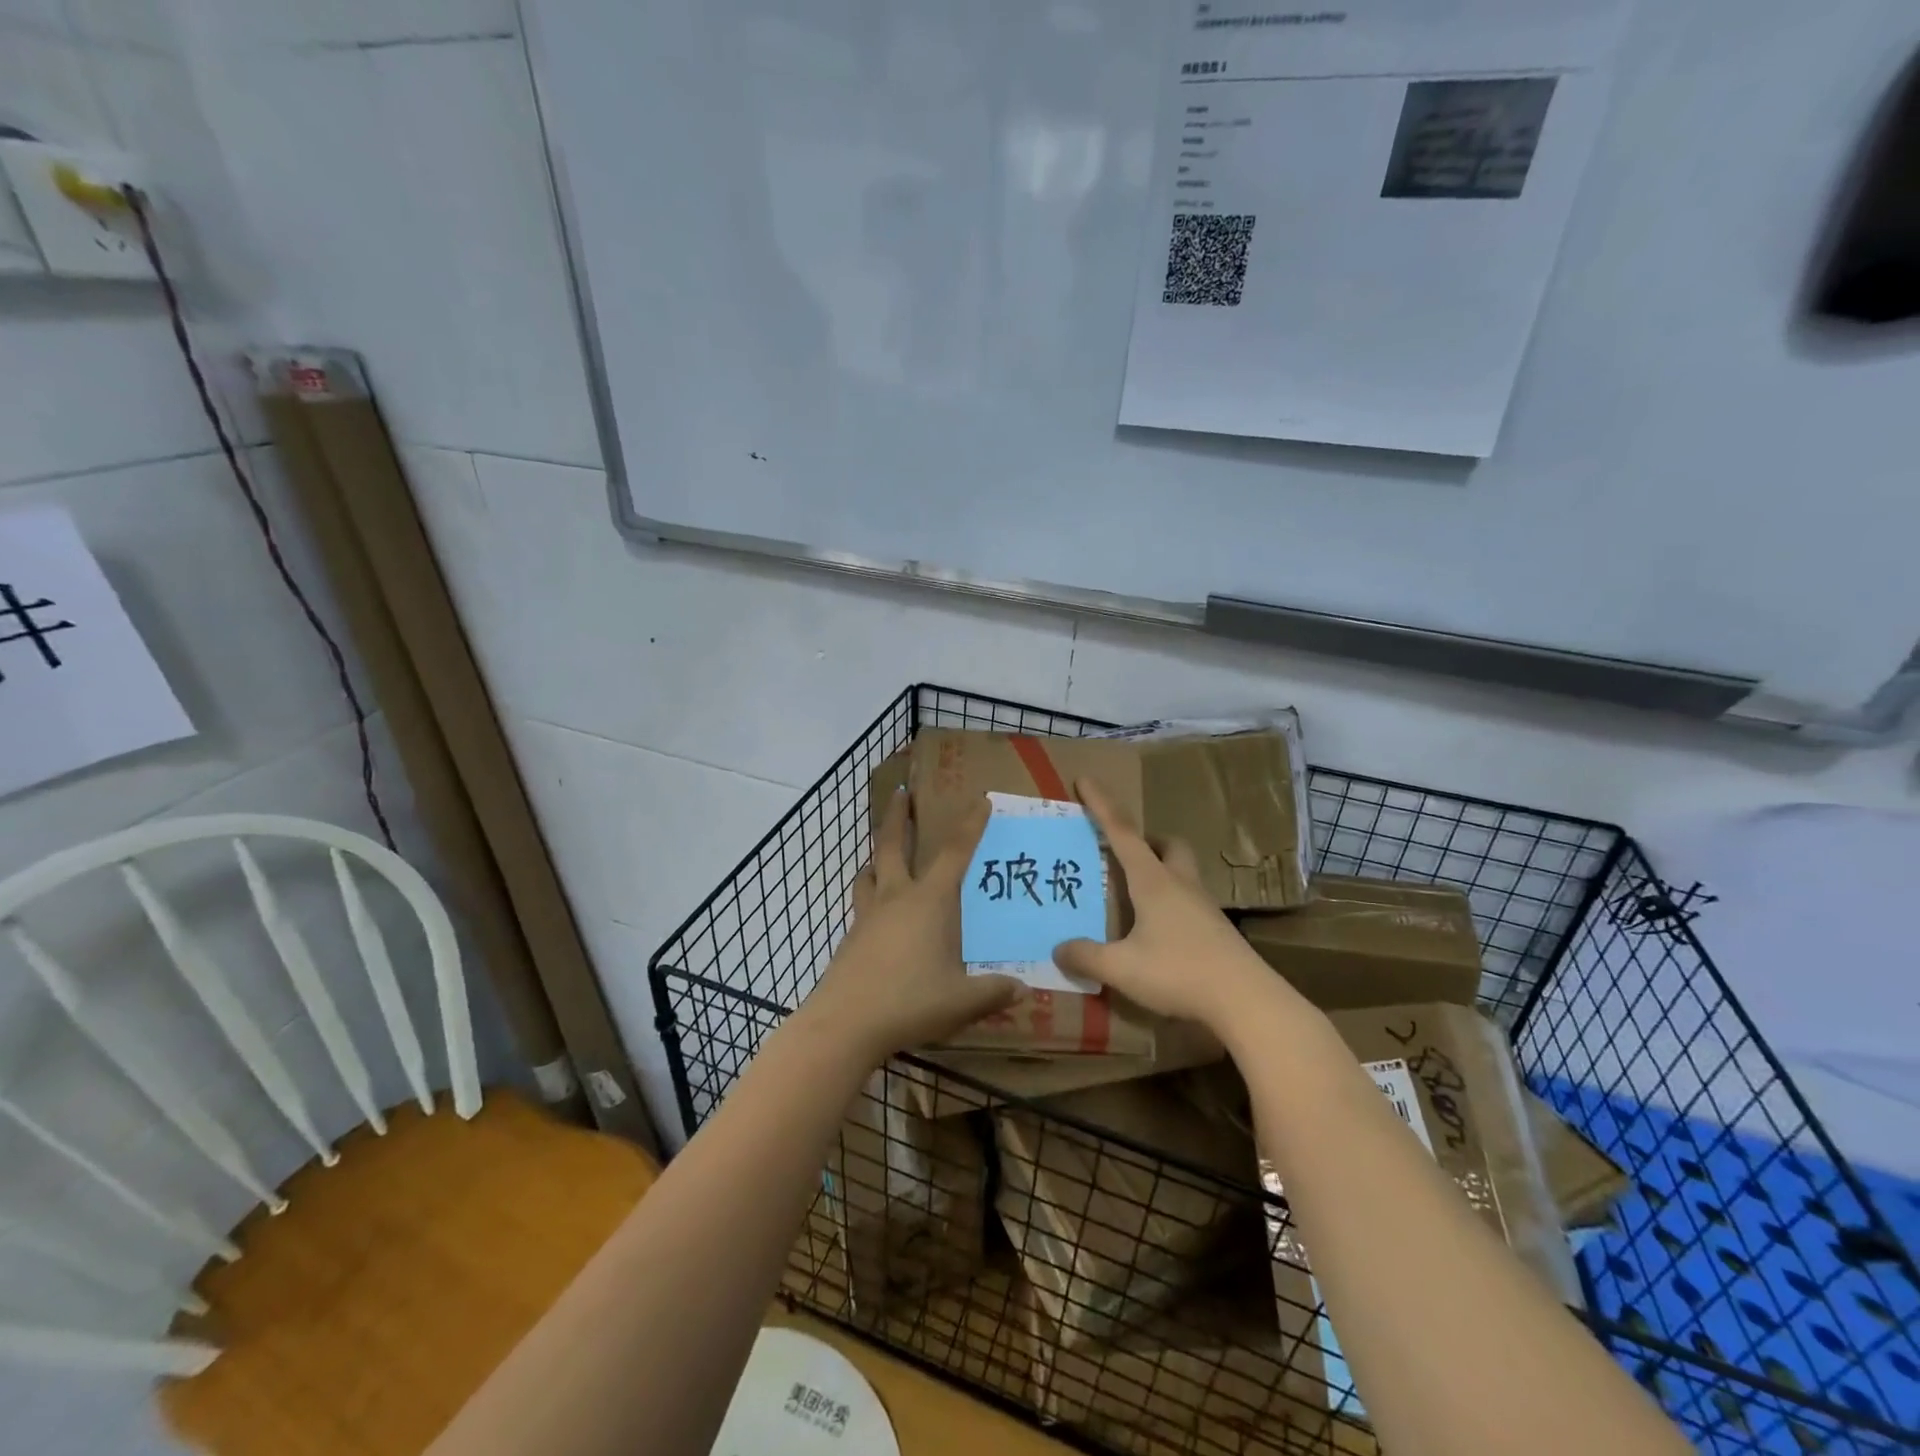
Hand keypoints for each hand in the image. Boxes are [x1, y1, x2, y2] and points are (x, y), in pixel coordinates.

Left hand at [801, 788, 1019, 1062]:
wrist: (846, 1022)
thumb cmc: (910, 1002)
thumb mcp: (962, 1001)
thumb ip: (994, 992)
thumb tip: (1022, 989)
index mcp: (929, 901)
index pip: (955, 853)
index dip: (970, 825)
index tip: (980, 800)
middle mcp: (897, 897)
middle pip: (894, 844)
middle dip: (899, 816)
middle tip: (901, 792)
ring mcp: (869, 915)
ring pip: (870, 871)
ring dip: (877, 855)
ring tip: (882, 854)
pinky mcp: (852, 937)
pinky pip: (862, 901)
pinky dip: (870, 892)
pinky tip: (878, 912)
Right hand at [1052, 778, 1271, 1031]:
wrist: (1247, 1001)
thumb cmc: (1179, 973)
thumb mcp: (1122, 968)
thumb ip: (1087, 957)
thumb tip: (1058, 949)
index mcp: (1153, 881)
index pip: (1122, 833)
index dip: (1101, 805)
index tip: (1086, 779)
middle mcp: (1180, 885)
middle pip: (1167, 845)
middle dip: (1146, 840)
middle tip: (1124, 852)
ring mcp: (1203, 907)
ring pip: (1182, 871)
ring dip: (1161, 869)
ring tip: (1137, 893)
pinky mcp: (1217, 930)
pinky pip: (1189, 901)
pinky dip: (1170, 903)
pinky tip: (1159, 931)